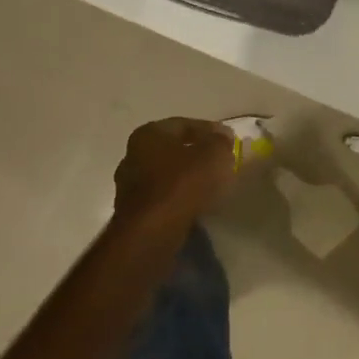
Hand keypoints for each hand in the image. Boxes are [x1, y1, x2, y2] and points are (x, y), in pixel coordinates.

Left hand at [112, 117, 236, 229]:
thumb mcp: (214, 153)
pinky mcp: (133, 214)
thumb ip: (220, 141)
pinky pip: (163, 198)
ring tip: (213, 185)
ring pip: (167, 175)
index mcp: (149, 134)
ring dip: (188, 178)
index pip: (184, 125)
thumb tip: (221, 138)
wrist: (152, 233)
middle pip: (173, 150)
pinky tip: (198, 205)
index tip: (229, 139)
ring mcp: (129, 187)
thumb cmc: (182, 184)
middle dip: (197, 154)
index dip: (210, 130)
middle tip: (221, 161)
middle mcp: (133, 156)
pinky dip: (180, 198)